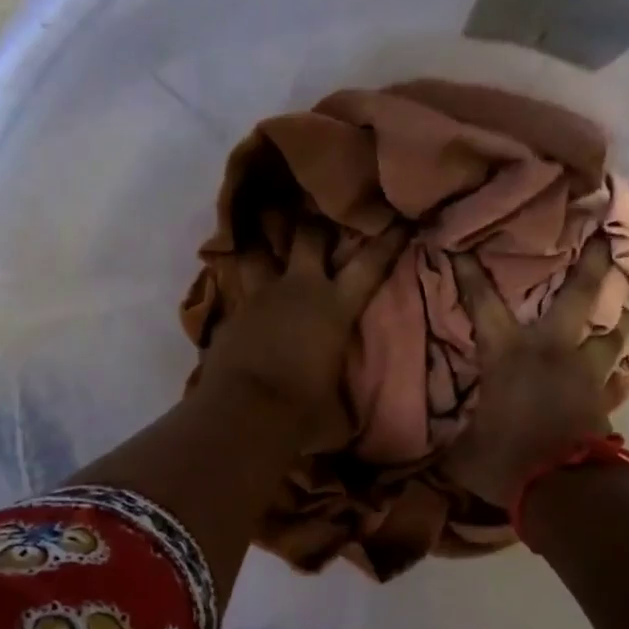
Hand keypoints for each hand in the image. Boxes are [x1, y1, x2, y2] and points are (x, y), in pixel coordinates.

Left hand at [201, 222, 408, 451]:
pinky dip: (242, 289)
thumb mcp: (338, 415)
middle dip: (317, 224)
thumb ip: (345, 404)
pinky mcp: (230, 314)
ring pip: (259, 253)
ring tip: (263, 236)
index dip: (388, 241)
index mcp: (335, 308)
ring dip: (264, 246)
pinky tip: (241, 293)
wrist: (242, 415)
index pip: (369, 265)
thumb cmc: (302, 413)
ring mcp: (259, 298)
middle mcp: (298, 290)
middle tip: (318, 213)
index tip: (399, 220)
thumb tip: (351, 416)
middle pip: (309, 236)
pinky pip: (238, 290)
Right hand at [442, 239, 628, 507]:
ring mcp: (587, 373)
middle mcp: (553, 351)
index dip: (471, 274)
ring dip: (618, 318)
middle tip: (604, 237)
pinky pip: (618, 377)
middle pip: (581, 296)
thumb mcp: (461, 452)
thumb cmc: (507, 461)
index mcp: (509, 354)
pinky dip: (617, 372)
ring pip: (613, 332)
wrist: (564, 491)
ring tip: (621, 310)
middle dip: (592, 263)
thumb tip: (424, 444)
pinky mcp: (608, 399)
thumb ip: (448, 437)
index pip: (484, 304)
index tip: (463, 246)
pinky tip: (618, 372)